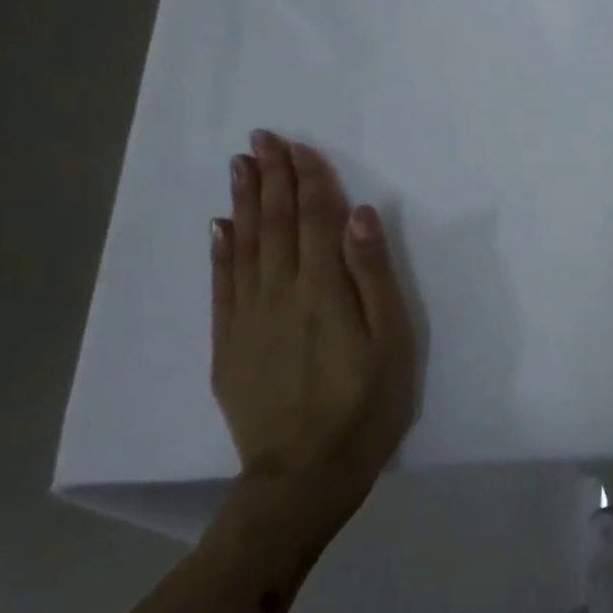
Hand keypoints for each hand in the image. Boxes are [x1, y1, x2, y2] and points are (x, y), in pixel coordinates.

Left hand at [210, 131, 415, 544]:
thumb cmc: (367, 403)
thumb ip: (375, 274)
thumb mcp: (393, 339)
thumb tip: (360, 215)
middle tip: (262, 139)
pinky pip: (221, 285)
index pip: (316, 219)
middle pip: (276, 224)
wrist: (304, 474)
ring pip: (244, 246)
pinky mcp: (229, 344)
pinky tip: (220, 228)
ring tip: (240, 167)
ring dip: (244, 203)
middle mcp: (280, 293)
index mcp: (324, 289)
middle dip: (272, 179)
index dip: (309, 180)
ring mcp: (247, 319)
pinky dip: (220, 251)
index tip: (299, 145)